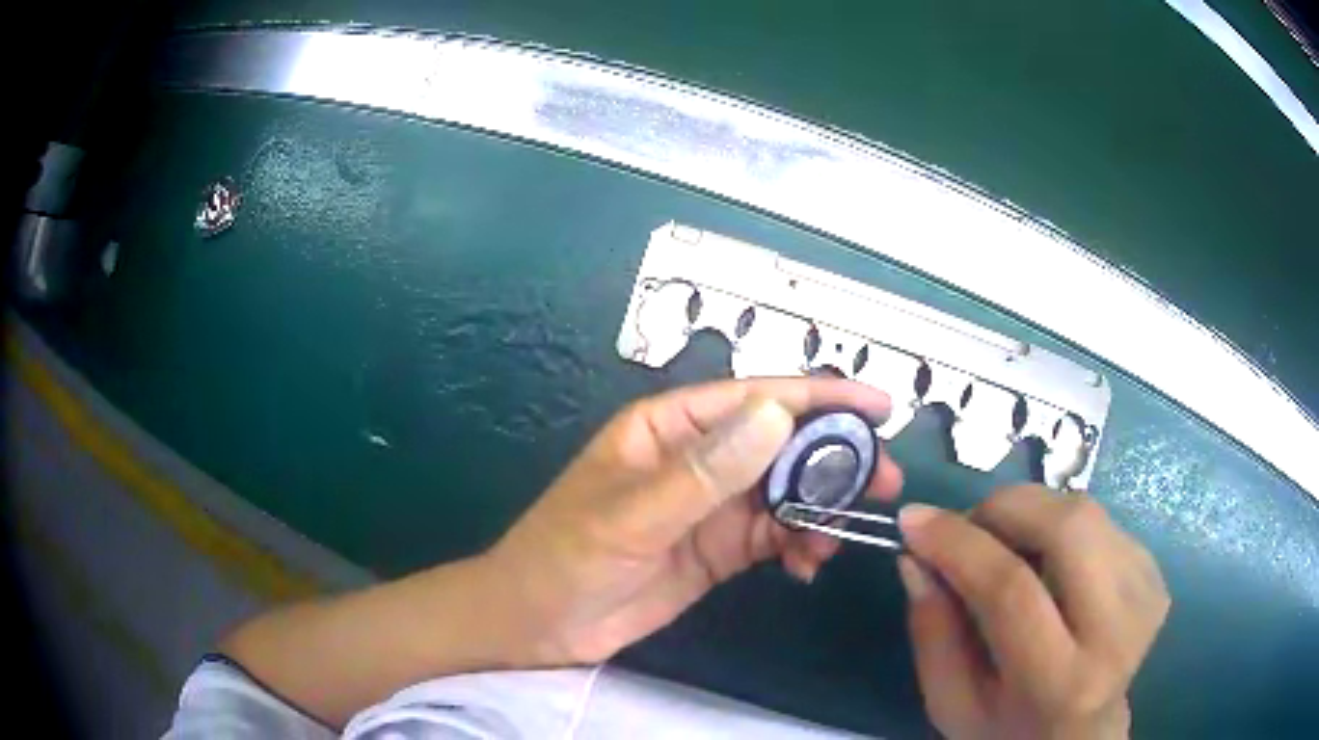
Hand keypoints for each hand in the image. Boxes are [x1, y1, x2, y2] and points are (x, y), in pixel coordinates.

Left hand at [485, 377, 903, 665]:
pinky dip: (800, 545)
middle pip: (783, 444)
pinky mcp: (720, 549)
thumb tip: (778, 416)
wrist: (538, 626)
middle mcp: (699, 457)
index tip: (880, 407)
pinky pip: (775, 536)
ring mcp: (712, 506)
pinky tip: (807, 566)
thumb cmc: (566, 557)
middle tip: (884, 482)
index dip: (820, 396)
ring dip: (820, 510)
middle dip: (834, 460)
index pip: (756, 398)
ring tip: (835, 542)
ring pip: (786, 493)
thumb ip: (705, 472)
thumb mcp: (632, 515)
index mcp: (671, 427)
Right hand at [896, 486, 1169, 739]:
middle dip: (1006, 508)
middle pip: (1068, 527)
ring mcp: (1145, 596)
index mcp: (1060, 682)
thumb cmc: (1008, 730)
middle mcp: (1116, 631)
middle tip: (968, 527)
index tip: (913, 520)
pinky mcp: (1155, 576)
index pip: (1012, 590)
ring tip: (1004, 547)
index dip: (958, 545)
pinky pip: (1101, 522)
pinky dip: (1061, 527)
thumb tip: (915, 557)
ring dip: (1032, 514)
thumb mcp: (952, 704)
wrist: (1082, 736)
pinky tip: (1048, 564)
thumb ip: (932, 634)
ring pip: (1086, 512)